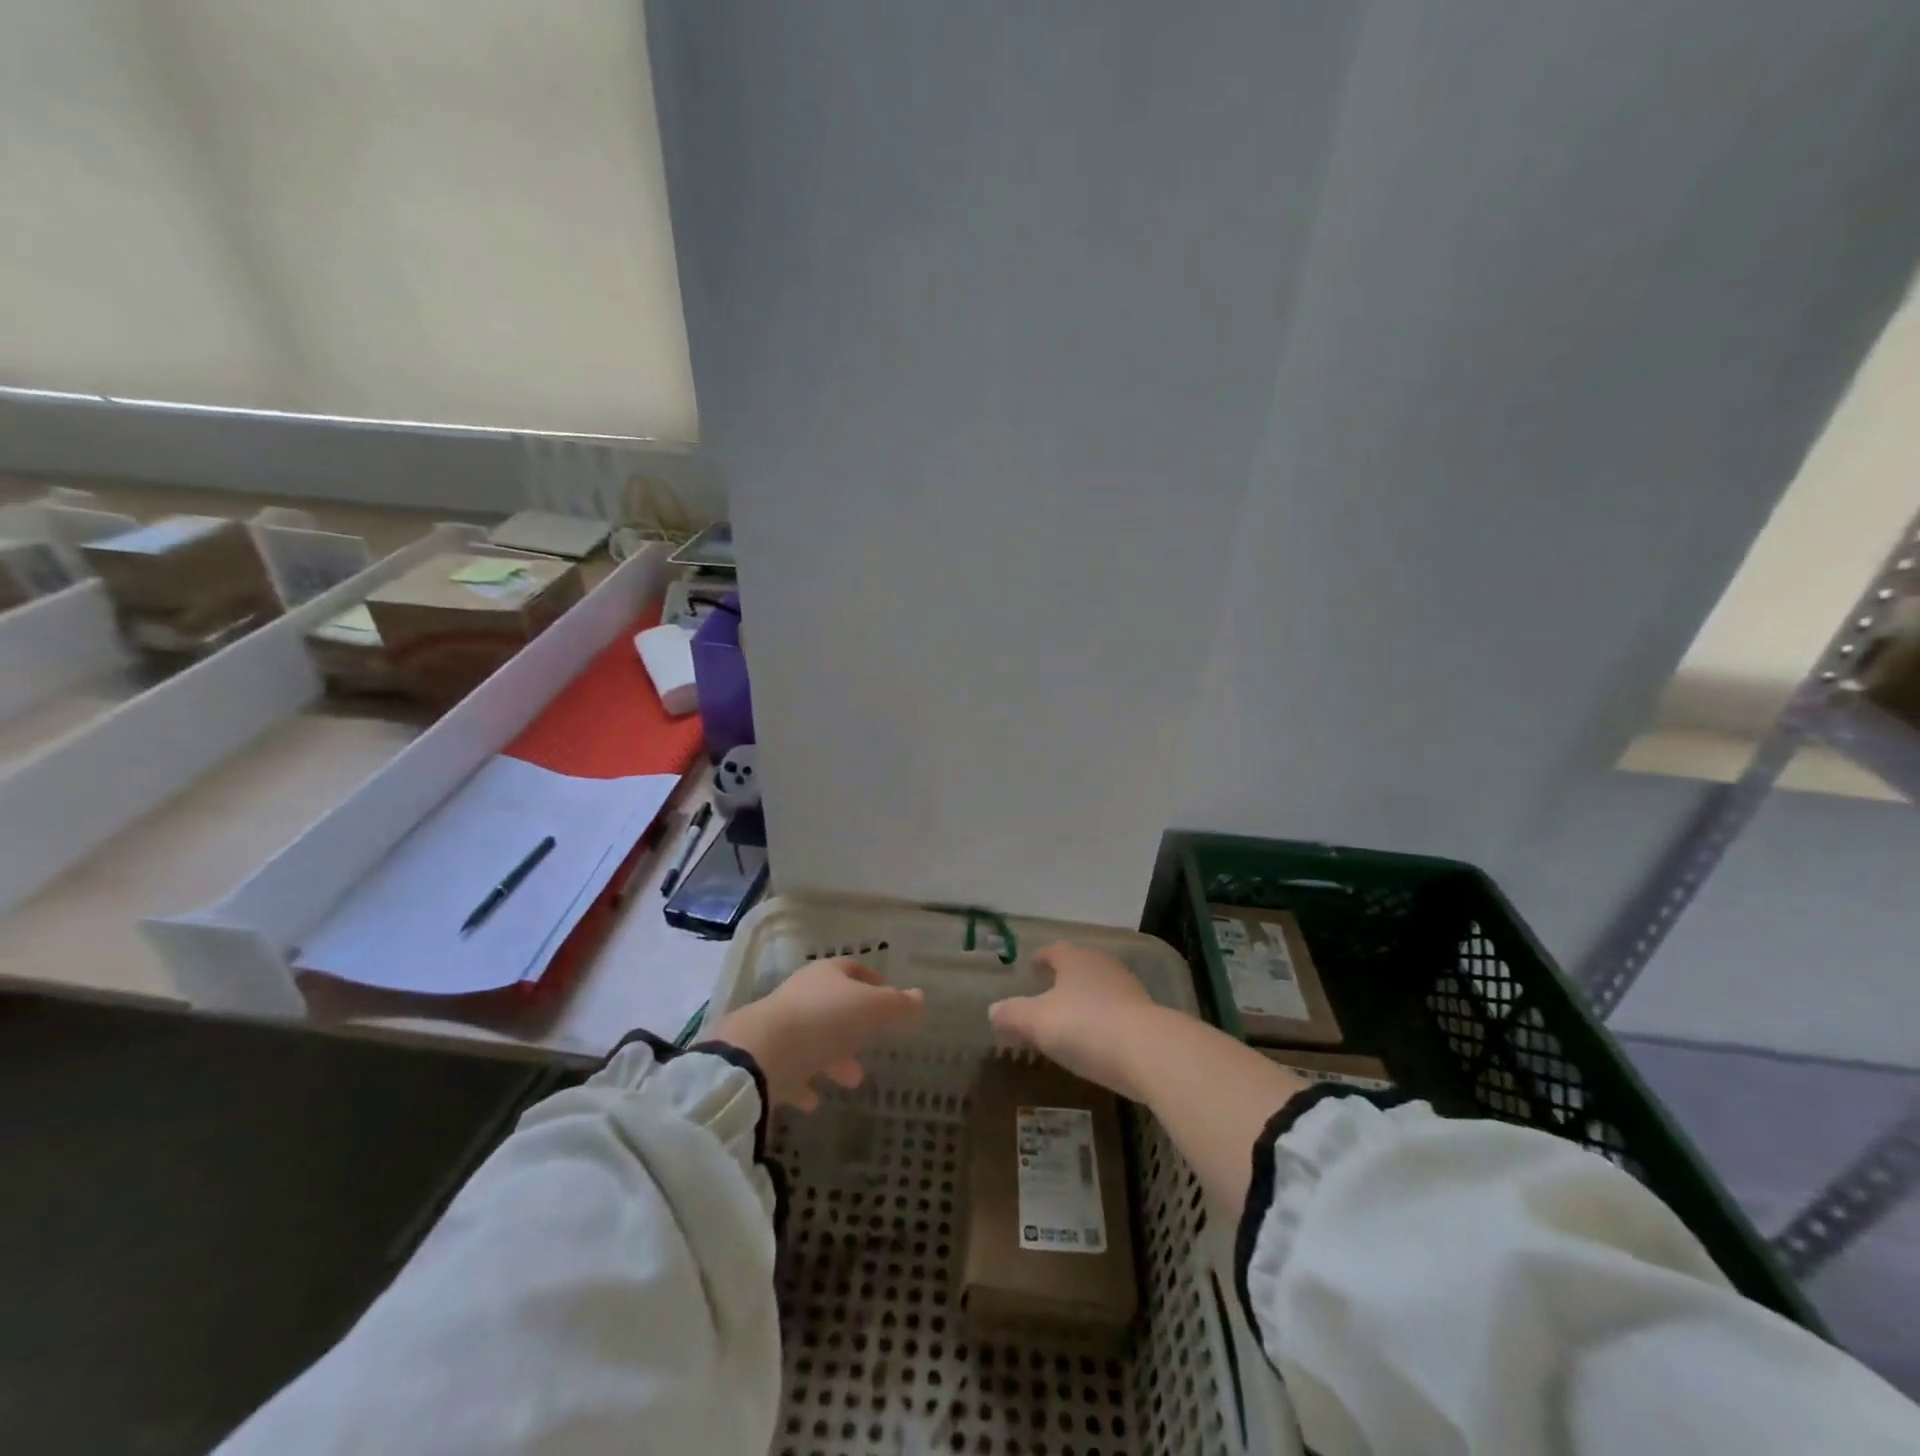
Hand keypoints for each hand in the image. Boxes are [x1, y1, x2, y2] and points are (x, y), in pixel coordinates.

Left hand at [706, 959, 925, 1110]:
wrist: (762, 1055)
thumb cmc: (824, 1020)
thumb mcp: (871, 1008)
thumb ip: (898, 1005)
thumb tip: (921, 997)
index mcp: (826, 975)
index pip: (852, 969)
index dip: (872, 980)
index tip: (888, 994)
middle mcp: (802, 995)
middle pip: (833, 1006)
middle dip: (855, 1026)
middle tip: (874, 1044)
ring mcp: (781, 1027)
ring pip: (814, 1039)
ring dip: (834, 1058)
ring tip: (854, 1080)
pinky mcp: (766, 1060)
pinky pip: (791, 1070)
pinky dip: (805, 1083)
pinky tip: (815, 1102)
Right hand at [988, 942, 1169, 1100]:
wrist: (1148, 1051)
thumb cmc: (1085, 1026)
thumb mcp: (1037, 1022)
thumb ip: (1012, 1014)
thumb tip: (993, 1010)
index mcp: (1074, 958)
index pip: (1054, 950)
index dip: (1041, 958)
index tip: (1032, 967)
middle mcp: (1102, 964)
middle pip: (1078, 965)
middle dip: (1063, 978)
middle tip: (1047, 993)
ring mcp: (1127, 987)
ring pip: (1098, 987)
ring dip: (1084, 999)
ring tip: (1069, 1019)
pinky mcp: (1145, 1014)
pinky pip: (1115, 1010)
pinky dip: (1102, 1019)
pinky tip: (1096, 1039)